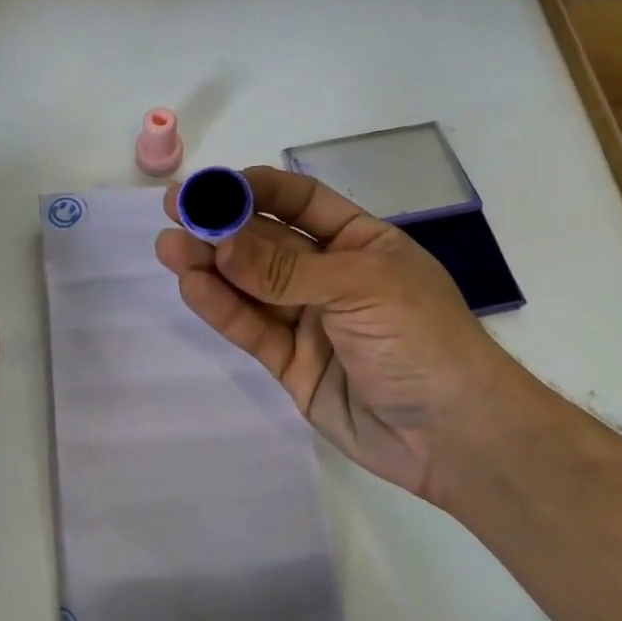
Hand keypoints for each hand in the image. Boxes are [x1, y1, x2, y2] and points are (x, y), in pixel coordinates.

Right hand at [155, 166, 515, 499]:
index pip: (302, 202)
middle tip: (174, 211)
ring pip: (251, 286)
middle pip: (268, 243)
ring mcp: (309, 321)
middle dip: (223, 227)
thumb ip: (285, 269)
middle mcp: (332, 276)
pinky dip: (222, 308)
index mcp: (362, 243)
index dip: (258, 191)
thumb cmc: (421, 338)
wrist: (452, 434)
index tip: (213, 186)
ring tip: (169, 247)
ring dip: (211, 265)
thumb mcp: (359, 287)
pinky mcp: (291, 364)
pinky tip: (192, 286)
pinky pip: (252, 329)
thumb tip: (221, 242)